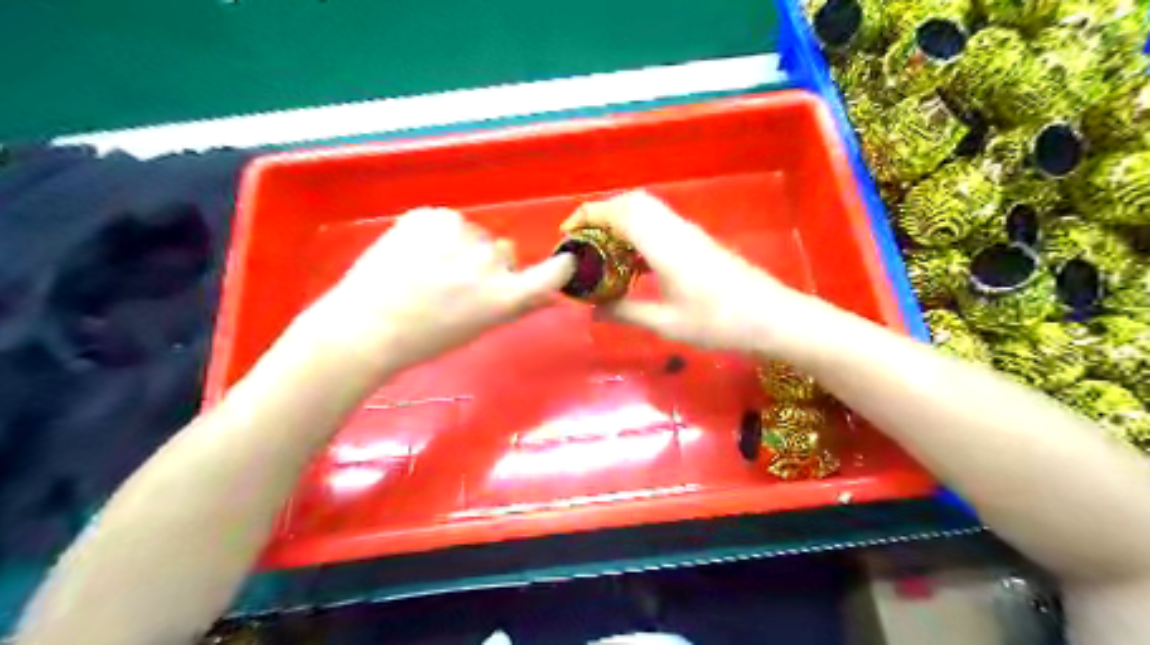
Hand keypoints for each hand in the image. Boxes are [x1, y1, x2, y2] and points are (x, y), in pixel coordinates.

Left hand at [307, 207, 572, 372]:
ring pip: (473, 235)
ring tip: (426, 269)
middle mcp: (490, 260)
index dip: (560, 266)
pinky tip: (413, 254)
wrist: (366, 326)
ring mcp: (460, 233)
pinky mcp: (431, 215)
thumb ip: (519, 305)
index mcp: (506, 295)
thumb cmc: (426, 338)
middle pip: (504, 251)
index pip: (555, 271)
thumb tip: (551, 295)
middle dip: (488, 263)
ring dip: (460, 246)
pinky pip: (446, 221)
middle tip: (455, 283)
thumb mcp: (481, 327)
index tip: (559, 264)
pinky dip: (435, 234)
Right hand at [562, 189, 810, 359]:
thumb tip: (593, 311)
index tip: (567, 232)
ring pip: (648, 212)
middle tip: (584, 241)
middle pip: (633, 203)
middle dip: (603, 214)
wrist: (773, 319)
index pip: (619, 212)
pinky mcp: (699, 243)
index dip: (589, 215)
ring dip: (621, 223)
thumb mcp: (666, 323)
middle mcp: (675, 229)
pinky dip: (639, 234)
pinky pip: (660, 226)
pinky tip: (633, 264)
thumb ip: (625, 312)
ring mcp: (690, 234)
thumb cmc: (718, 322)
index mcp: (663, 243)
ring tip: (603, 253)